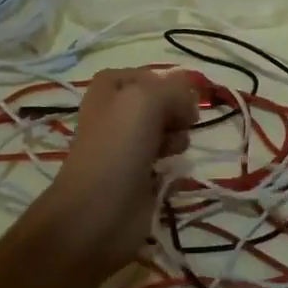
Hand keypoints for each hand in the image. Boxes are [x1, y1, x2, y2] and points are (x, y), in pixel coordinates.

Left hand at [36, 68, 198, 272]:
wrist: (97, 212)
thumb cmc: (117, 147)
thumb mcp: (146, 100)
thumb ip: (174, 90)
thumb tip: (190, 100)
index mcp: (109, 90)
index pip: (147, 75)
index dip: (168, 83)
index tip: (184, 97)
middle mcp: (117, 116)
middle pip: (160, 103)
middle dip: (177, 111)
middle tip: (184, 122)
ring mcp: (127, 148)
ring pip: (166, 132)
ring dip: (178, 137)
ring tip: (174, 150)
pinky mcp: (139, 178)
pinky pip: (167, 163)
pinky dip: (175, 166)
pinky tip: (174, 172)